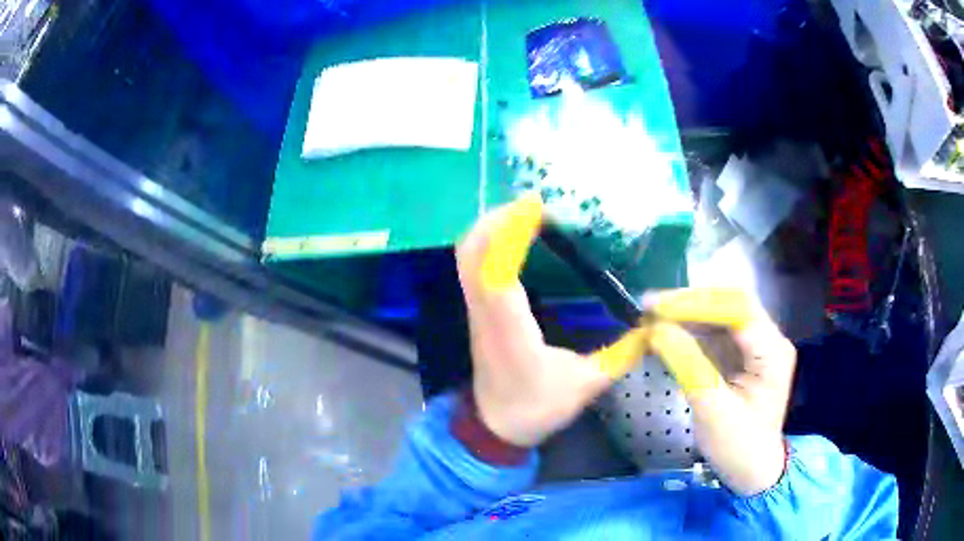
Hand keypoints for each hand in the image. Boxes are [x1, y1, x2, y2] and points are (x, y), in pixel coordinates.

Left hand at [455, 194, 647, 447]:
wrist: (494, 427)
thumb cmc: (536, 408)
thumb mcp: (585, 385)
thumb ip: (621, 354)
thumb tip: (653, 326)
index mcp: (510, 331)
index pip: (497, 272)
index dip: (510, 233)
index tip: (535, 205)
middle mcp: (486, 313)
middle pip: (472, 252)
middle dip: (497, 218)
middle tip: (533, 204)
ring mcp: (476, 310)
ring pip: (467, 256)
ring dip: (491, 226)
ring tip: (525, 214)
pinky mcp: (477, 311)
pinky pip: (473, 266)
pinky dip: (488, 242)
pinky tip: (515, 238)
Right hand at [645, 290, 796, 495]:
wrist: (751, 470)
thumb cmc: (738, 446)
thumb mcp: (712, 410)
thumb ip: (688, 365)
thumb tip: (656, 329)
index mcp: (772, 351)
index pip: (737, 309)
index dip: (697, 303)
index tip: (657, 307)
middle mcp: (768, 339)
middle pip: (730, 303)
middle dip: (690, 303)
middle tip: (650, 307)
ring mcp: (754, 345)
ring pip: (720, 313)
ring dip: (687, 313)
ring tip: (652, 317)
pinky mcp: (740, 354)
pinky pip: (714, 331)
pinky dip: (689, 329)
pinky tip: (667, 332)